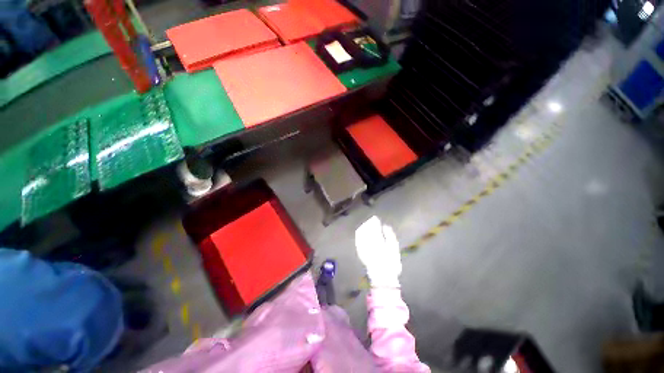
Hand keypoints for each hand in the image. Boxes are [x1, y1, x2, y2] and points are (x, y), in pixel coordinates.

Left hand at [355, 216, 401, 287]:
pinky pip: (358, 240)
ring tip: (367, 224)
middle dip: (369, 223)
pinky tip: (361, 232)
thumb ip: (389, 235)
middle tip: (372, 220)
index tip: (376, 218)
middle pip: (366, 229)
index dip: (374, 222)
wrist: (382, 276)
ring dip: (364, 227)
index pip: (374, 228)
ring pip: (361, 234)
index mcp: (377, 241)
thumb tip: (385, 226)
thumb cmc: (390, 263)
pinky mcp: (360, 252)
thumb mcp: (394, 248)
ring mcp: (363, 247)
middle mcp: (368, 242)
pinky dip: (359, 234)